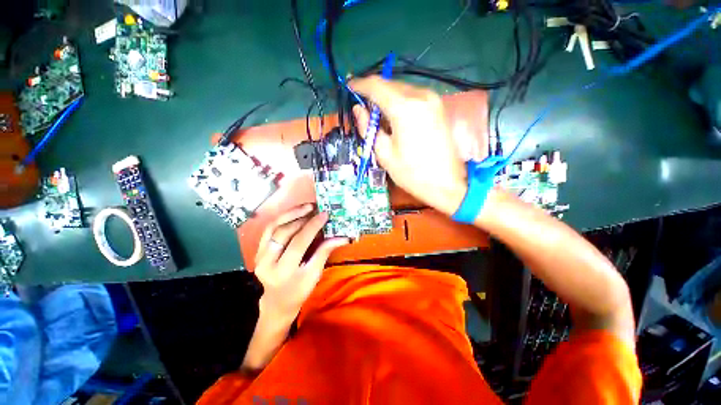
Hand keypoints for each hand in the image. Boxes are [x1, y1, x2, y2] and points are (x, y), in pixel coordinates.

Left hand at [254, 204, 348, 319]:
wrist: (276, 303)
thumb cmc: (299, 291)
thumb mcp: (314, 275)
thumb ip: (325, 252)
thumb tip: (342, 237)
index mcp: (283, 272)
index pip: (299, 242)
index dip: (312, 226)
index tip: (324, 214)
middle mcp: (267, 262)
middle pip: (284, 232)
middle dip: (302, 217)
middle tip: (316, 209)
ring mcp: (259, 255)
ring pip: (273, 227)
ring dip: (291, 214)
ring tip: (306, 207)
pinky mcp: (258, 250)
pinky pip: (269, 229)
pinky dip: (282, 218)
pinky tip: (295, 213)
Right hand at [351, 77, 467, 215]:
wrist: (446, 183)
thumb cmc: (411, 173)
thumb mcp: (384, 153)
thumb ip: (368, 127)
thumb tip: (358, 109)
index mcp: (404, 107)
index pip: (376, 85)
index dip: (359, 84)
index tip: (348, 87)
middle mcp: (420, 95)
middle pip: (389, 84)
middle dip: (372, 90)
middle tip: (360, 101)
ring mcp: (432, 99)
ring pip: (401, 88)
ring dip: (385, 95)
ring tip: (374, 110)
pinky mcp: (438, 106)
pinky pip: (412, 95)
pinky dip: (398, 100)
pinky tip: (392, 114)